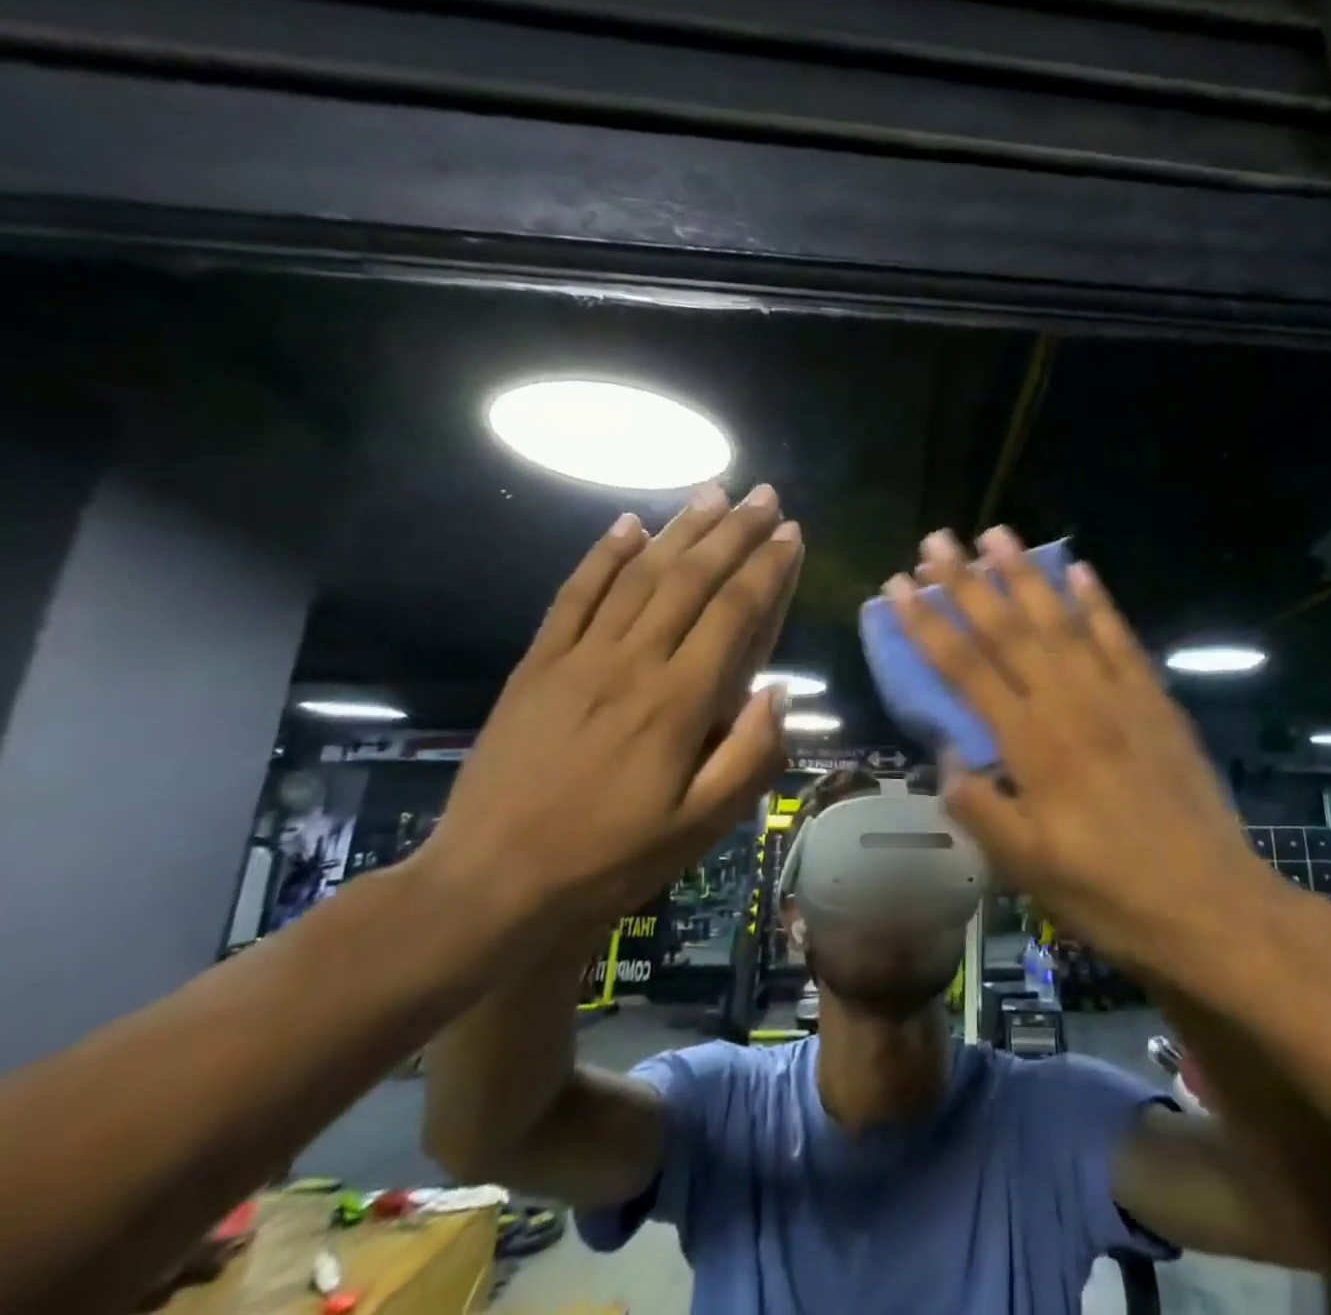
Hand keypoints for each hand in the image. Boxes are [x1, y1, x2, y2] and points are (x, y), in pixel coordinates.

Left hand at [418, 484, 802, 931]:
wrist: (492, 884)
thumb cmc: (611, 859)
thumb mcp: (701, 827)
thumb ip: (750, 756)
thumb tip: (780, 692)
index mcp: (680, 701)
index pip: (735, 613)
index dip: (768, 569)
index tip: (792, 534)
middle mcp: (634, 663)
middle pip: (692, 579)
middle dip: (734, 532)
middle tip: (764, 495)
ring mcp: (579, 657)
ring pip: (640, 575)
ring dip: (681, 530)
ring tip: (713, 493)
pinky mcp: (538, 664)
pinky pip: (573, 595)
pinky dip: (602, 555)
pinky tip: (627, 525)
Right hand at [889, 526, 1269, 972]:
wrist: (1210, 905)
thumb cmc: (1108, 893)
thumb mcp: (1026, 868)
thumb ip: (979, 808)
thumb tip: (945, 761)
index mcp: (1030, 745)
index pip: (965, 669)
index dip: (927, 624)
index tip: (899, 586)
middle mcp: (1069, 705)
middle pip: (1008, 630)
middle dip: (967, 581)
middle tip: (937, 538)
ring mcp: (1117, 696)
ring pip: (1062, 621)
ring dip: (1027, 574)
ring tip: (998, 534)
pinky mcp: (1155, 700)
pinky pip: (1121, 638)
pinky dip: (1098, 602)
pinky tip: (1081, 570)